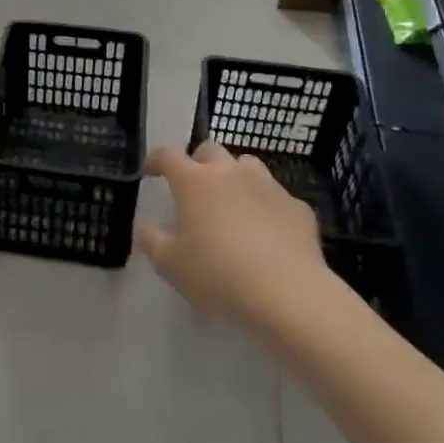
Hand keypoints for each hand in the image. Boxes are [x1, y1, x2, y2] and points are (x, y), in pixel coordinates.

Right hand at [138, 143, 325, 321]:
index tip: (151, 172)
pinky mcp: (297, 207)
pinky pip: (276, 197)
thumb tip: (146, 225)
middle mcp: (230, 173)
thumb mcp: (170, 264)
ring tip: (231, 203)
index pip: (168, 155)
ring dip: (235, 177)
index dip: (156, 160)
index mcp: (194, 182)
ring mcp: (268, 186)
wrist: (287, 292)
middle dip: (198, 162)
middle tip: (194, 186)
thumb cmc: (218, 274)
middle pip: (210, 150)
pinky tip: (267, 233)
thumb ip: (152, 240)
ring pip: (247, 166)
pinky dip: (266, 207)